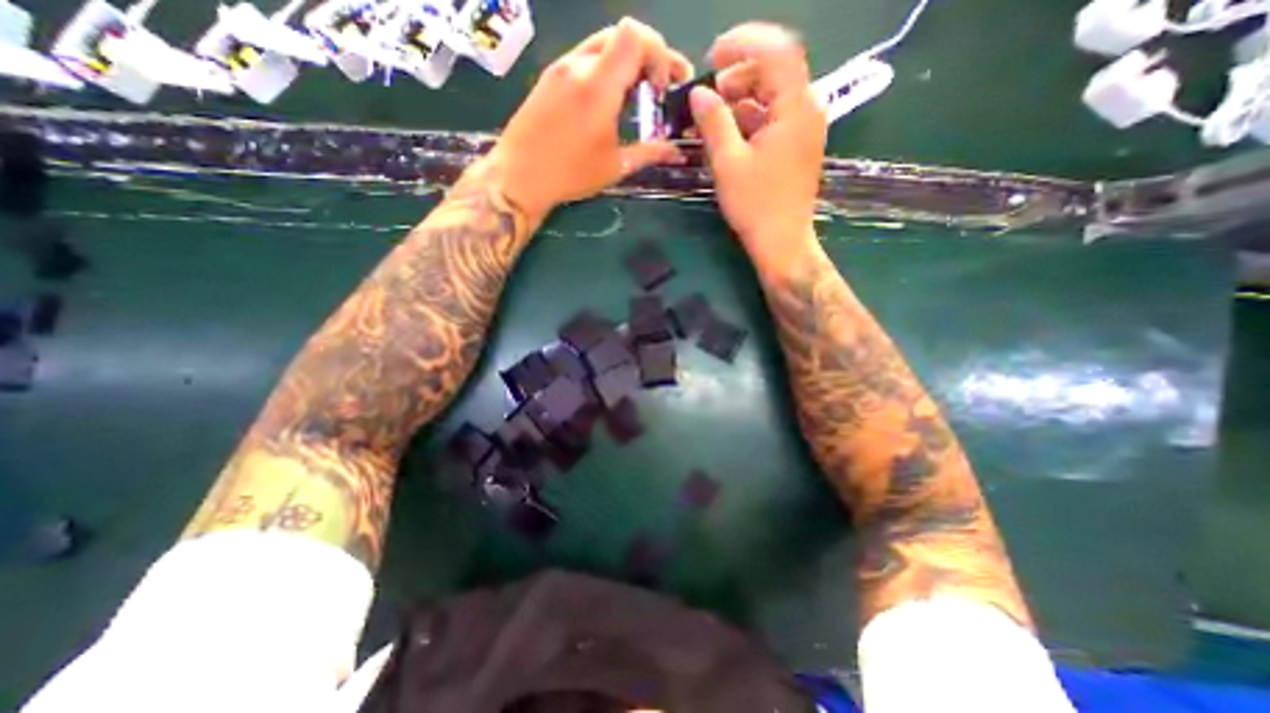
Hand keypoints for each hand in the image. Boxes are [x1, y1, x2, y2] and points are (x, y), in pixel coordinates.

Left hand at [485, 17, 691, 222]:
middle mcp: (579, 64)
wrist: (519, 176)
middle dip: (648, 56)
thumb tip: (676, 154)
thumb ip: (649, 153)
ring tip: (636, 94)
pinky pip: (584, 58)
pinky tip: (609, 99)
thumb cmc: (570, 174)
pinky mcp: (550, 77)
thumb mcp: (614, 167)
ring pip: (602, 44)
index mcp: (598, 85)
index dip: (659, 52)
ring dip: (626, 63)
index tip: (663, 87)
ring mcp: (561, 67)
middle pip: (622, 34)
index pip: (635, 35)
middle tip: (658, 88)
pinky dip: (605, 69)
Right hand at [690, 24, 830, 266]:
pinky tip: (727, 134)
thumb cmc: (756, 205)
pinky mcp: (796, 148)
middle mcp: (807, 111)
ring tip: (711, 117)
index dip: (743, 43)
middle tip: (707, 94)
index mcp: (795, 108)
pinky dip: (750, 120)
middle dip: (738, 76)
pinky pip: (773, 120)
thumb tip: (698, 94)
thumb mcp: (728, 162)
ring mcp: (803, 130)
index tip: (712, 56)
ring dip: (741, 100)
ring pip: (772, 97)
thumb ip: (714, 122)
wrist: (782, 242)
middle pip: (774, 72)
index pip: (777, 50)